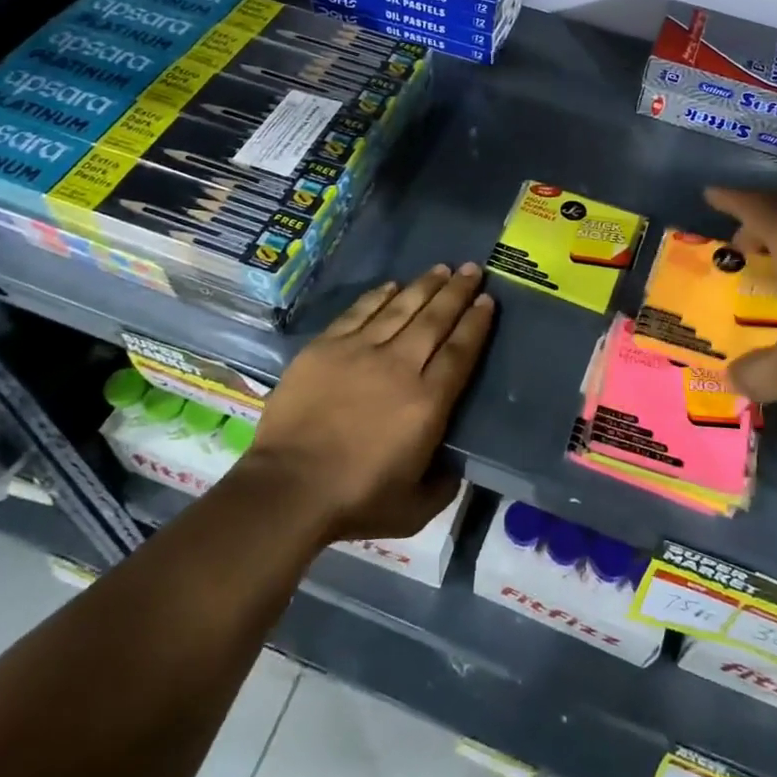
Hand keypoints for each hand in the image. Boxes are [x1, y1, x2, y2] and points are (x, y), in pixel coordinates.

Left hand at [245, 263, 494, 542]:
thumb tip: (454, 465)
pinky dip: (378, 296)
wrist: (288, 489)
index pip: (460, 351)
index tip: (487, 300)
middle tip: (472, 269)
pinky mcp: (326, 348)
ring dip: (424, 286)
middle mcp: (400, 366)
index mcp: (428, 401)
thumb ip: (443, 484)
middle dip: (457, 292)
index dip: (476, 323)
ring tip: (441, 268)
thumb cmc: (356, 500)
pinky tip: (392, 285)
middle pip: (435, 319)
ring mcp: (360, 351)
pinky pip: (359, 312)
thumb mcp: (415, 507)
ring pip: (401, 307)